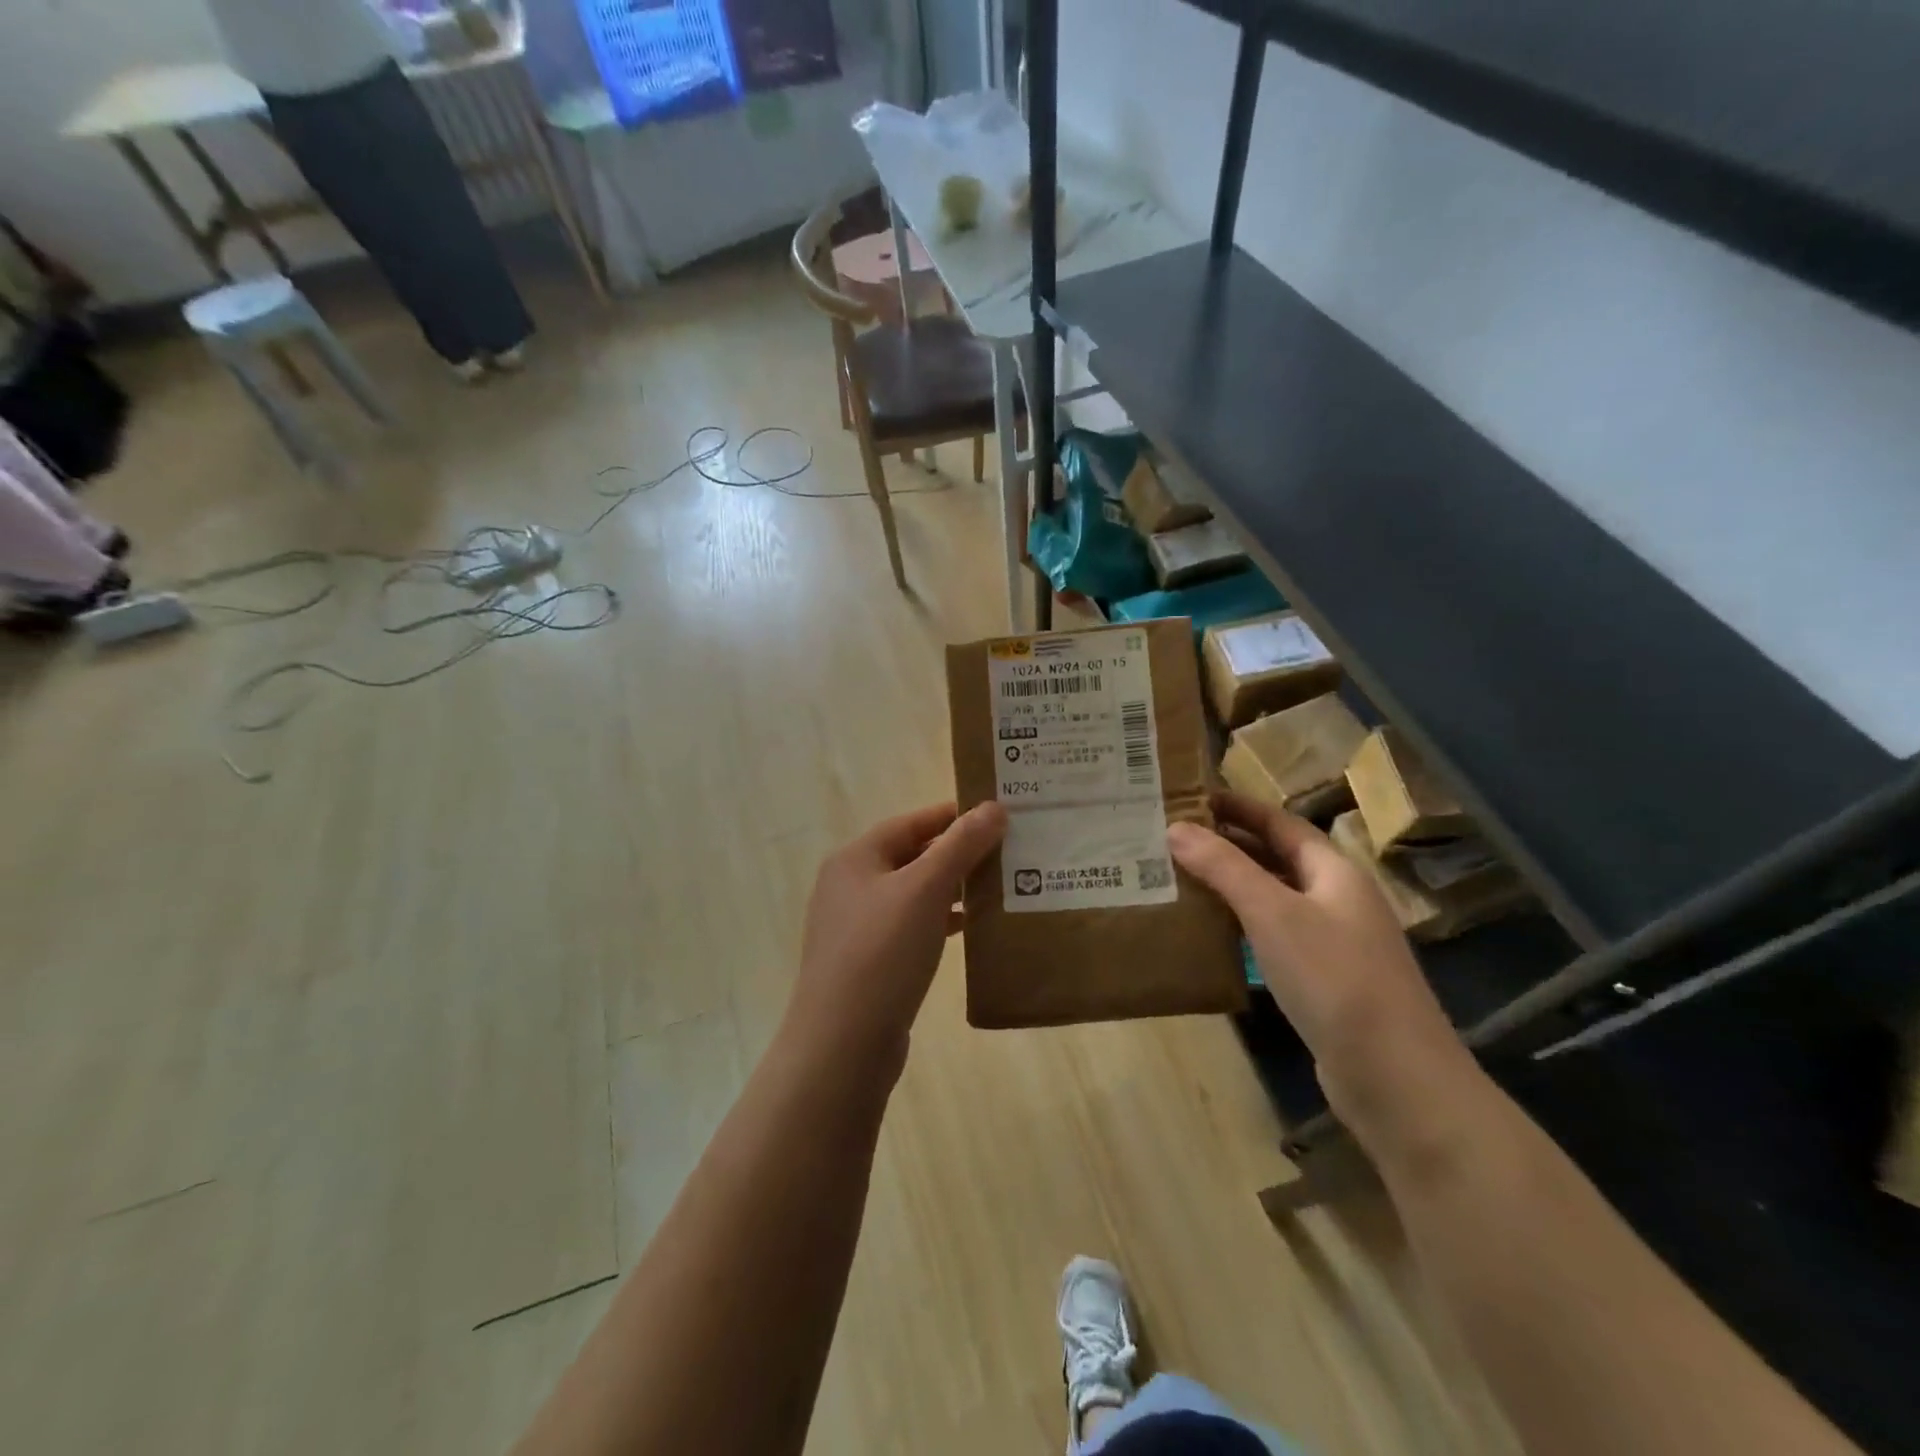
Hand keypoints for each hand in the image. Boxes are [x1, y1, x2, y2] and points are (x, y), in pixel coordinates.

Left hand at [785, 801, 1006, 1071]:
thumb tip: (994, 807)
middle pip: (912, 855)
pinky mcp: (869, 961)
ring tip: (998, 886)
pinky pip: (911, 926)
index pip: (911, 822)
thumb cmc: (883, 953)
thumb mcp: (925, 890)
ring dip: (953, 888)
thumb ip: (961, 845)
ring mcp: (857, 926)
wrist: (843, 1044)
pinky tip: (970, 928)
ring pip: (914, 893)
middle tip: (1008, 850)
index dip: (954, 815)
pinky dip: (940, 921)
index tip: (999, 813)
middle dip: (958, 852)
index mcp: (855, 859)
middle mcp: (851, 886)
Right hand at [1167, 792, 1472, 1135]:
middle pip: (1278, 858)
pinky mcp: (1325, 982)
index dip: (1238, 807)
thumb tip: (1176, 828)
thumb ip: (1224, 868)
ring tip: (1181, 879)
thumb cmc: (1334, 978)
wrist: (1395, 1077)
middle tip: (1174, 839)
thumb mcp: (1272, 913)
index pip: (1280, 822)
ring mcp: (1335, 942)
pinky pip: (1276, 937)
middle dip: (1229, 845)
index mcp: (1334, 871)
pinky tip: (1213, 935)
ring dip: (1233, 887)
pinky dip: (1243, 926)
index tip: (1191, 797)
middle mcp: (1338, 899)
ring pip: (1275, 899)